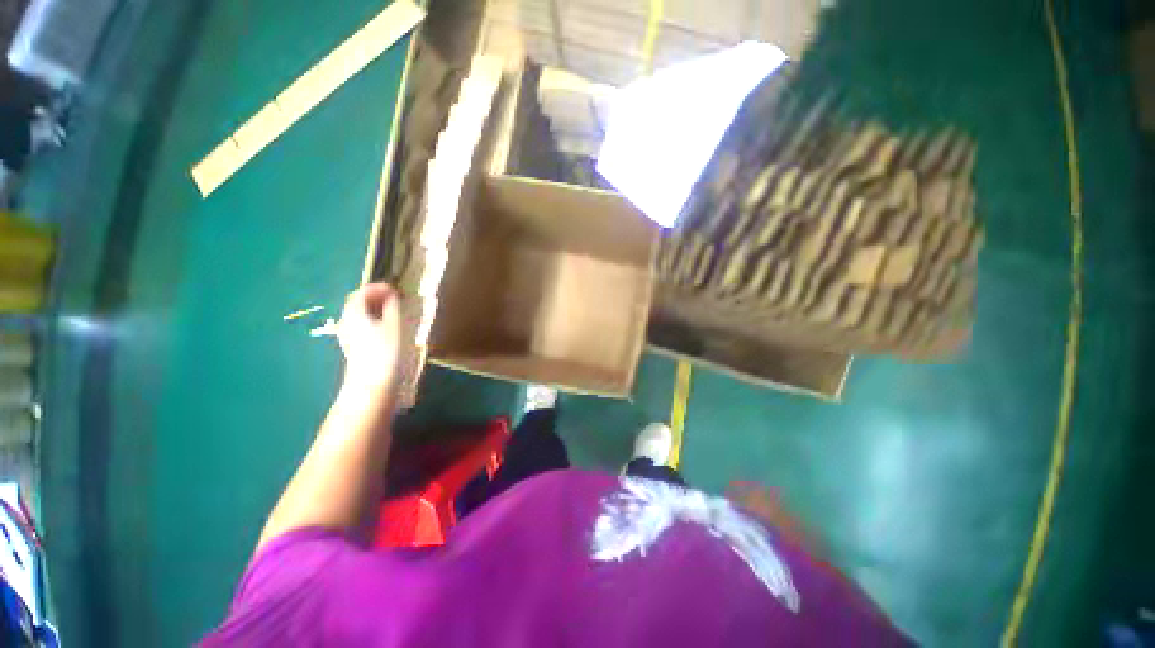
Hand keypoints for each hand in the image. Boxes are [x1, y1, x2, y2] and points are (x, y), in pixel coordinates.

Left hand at [337, 283, 401, 395]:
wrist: (372, 384)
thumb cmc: (386, 351)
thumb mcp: (394, 325)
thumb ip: (392, 306)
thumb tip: (391, 294)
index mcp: (354, 313)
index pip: (362, 292)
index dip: (378, 287)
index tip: (395, 289)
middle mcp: (347, 321)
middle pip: (357, 302)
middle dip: (376, 297)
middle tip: (396, 298)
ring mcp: (348, 335)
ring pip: (360, 314)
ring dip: (375, 309)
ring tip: (394, 311)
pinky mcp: (353, 346)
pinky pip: (362, 325)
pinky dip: (374, 320)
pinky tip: (387, 327)